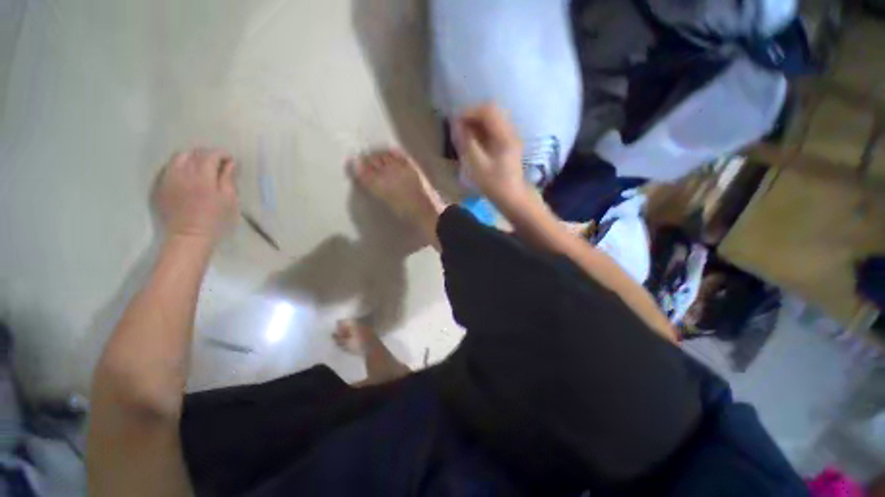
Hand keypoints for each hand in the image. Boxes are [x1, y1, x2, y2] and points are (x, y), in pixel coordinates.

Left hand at [154, 148, 238, 244]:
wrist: (189, 236)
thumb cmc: (215, 220)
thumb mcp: (230, 200)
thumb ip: (228, 179)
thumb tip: (230, 163)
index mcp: (202, 176)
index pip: (211, 154)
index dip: (222, 154)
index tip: (230, 160)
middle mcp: (182, 173)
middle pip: (193, 153)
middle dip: (206, 155)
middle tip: (217, 165)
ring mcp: (168, 179)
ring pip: (178, 158)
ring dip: (191, 159)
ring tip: (201, 169)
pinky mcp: (160, 187)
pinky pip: (169, 169)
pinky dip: (180, 168)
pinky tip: (187, 178)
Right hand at [452, 104, 526, 201]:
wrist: (513, 198)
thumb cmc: (495, 184)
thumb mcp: (477, 165)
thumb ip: (466, 142)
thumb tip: (455, 125)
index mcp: (504, 135)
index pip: (487, 111)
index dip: (469, 112)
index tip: (454, 122)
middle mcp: (510, 131)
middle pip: (491, 112)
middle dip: (472, 116)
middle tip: (458, 128)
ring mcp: (510, 137)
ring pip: (492, 120)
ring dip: (476, 123)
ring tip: (463, 135)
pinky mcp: (508, 144)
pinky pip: (493, 130)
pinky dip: (481, 131)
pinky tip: (473, 142)